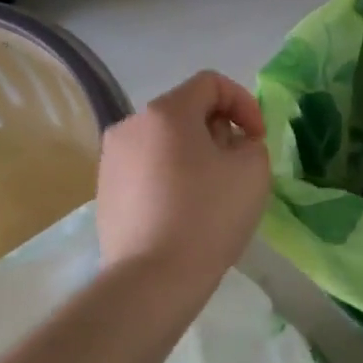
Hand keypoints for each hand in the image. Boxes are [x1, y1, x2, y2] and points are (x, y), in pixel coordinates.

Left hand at [95, 71, 270, 296]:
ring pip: (165, 141)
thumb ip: (250, 141)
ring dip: (195, 153)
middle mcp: (131, 126)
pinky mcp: (105, 192)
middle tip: (239, 164)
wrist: (152, 279)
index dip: (243, 103)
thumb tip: (231, 144)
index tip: (257, 139)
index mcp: (166, 112)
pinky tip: (186, 211)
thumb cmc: (208, 215)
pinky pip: (148, 168)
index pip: (211, 83)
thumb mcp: (253, 169)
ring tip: (213, 190)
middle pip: (186, 110)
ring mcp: (112, 160)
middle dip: (219, 129)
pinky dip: (172, 176)